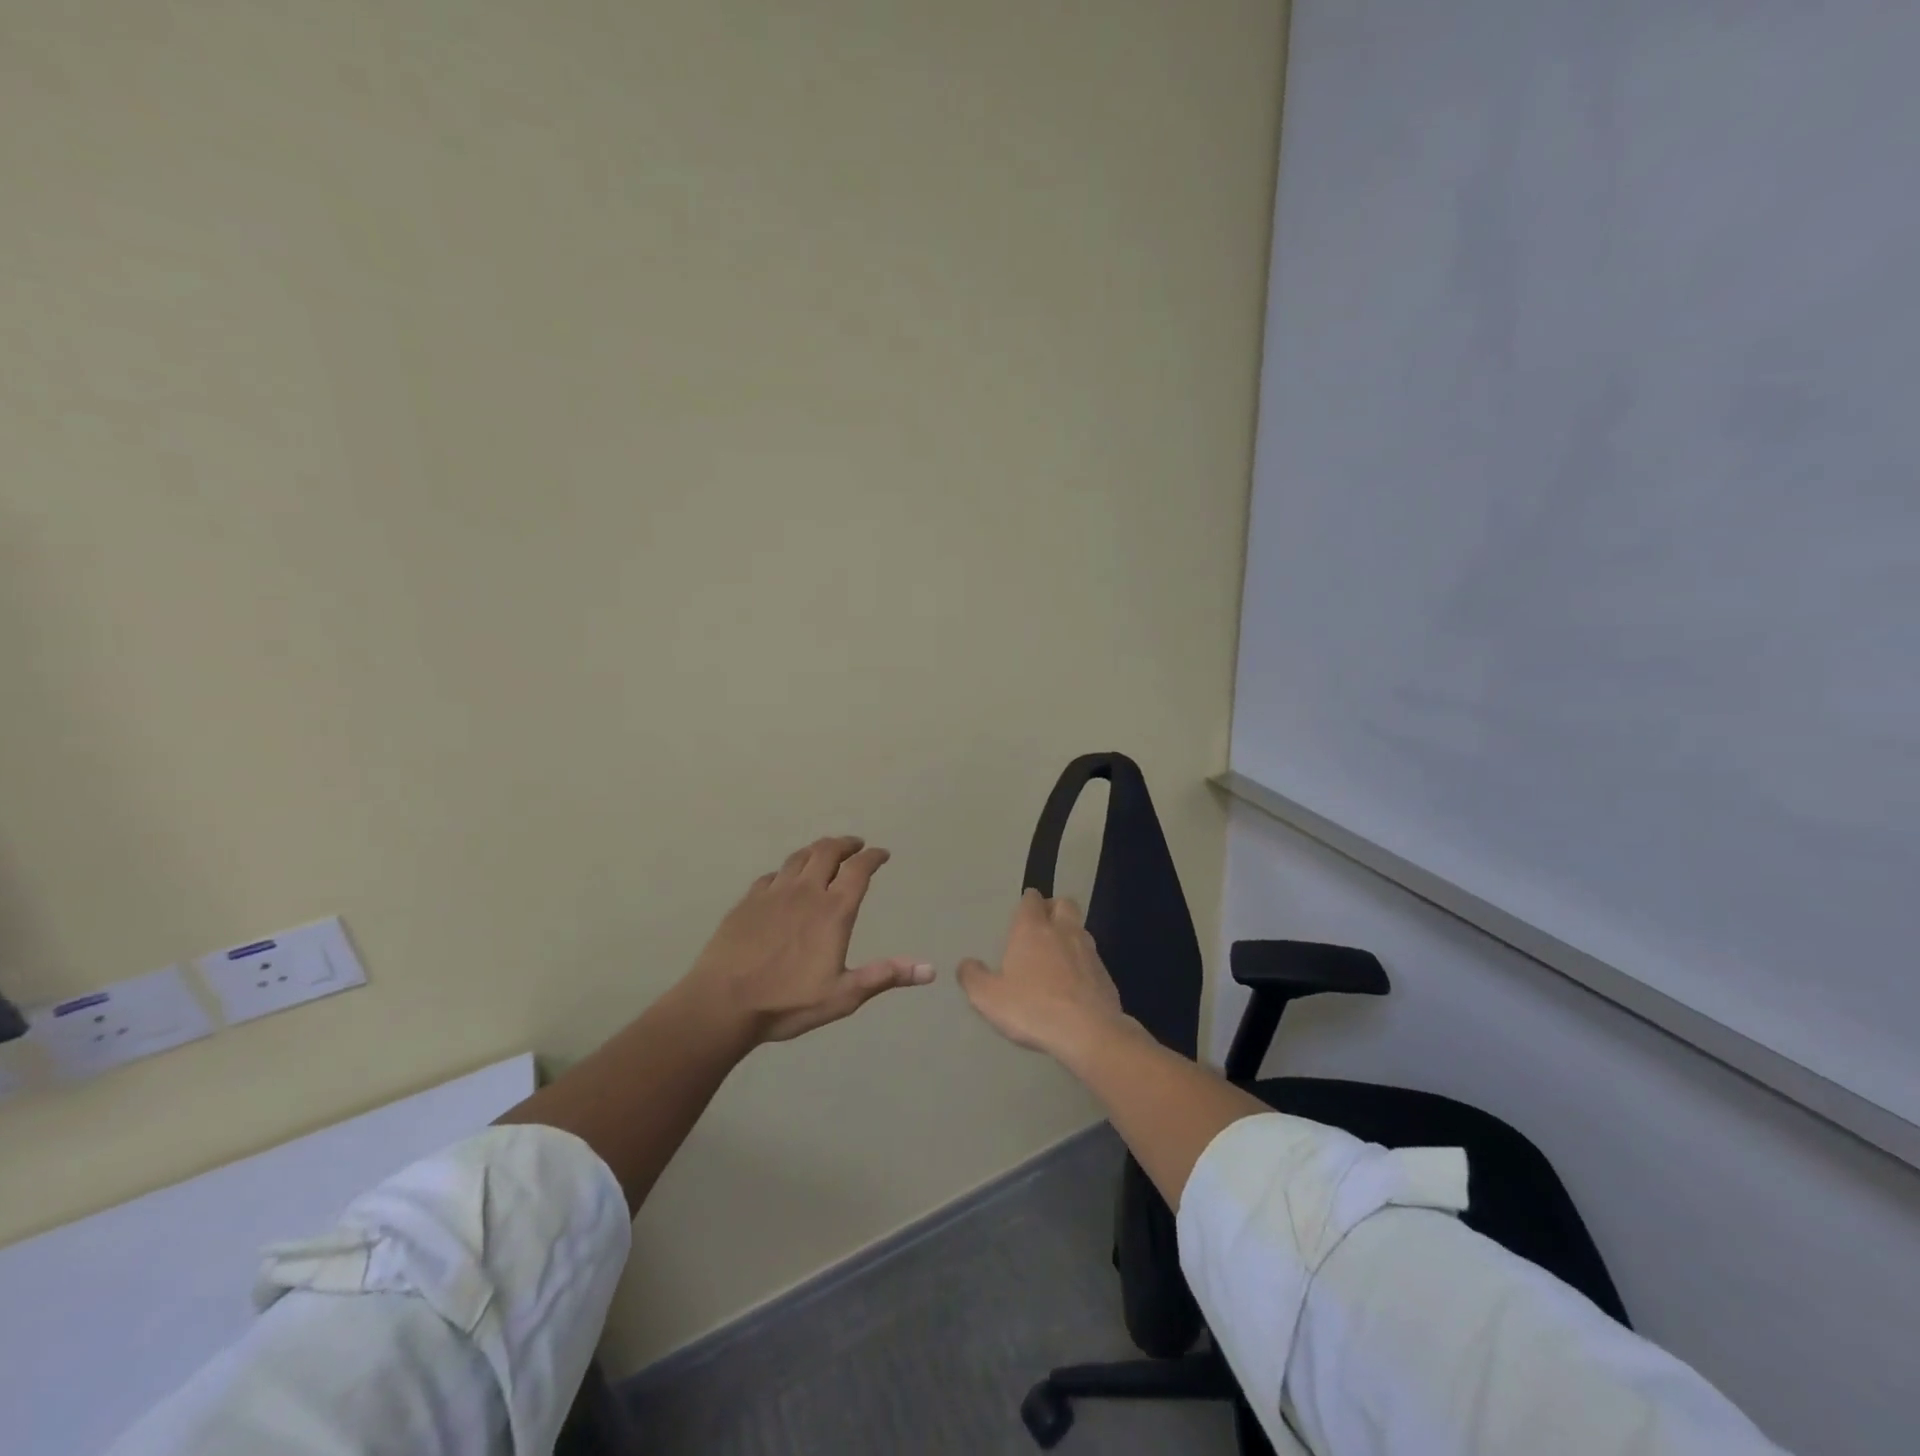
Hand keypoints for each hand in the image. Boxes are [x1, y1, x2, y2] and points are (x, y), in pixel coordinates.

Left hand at [683, 835, 934, 1043]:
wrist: (722, 1004)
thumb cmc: (787, 1002)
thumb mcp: (843, 995)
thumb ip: (885, 976)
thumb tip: (930, 970)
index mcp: (833, 910)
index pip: (859, 870)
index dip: (873, 857)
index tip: (882, 854)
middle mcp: (806, 891)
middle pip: (828, 851)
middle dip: (846, 843)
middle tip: (856, 845)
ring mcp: (773, 893)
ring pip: (799, 857)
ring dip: (817, 849)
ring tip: (825, 852)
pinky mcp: (747, 901)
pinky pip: (772, 875)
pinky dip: (787, 871)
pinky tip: (785, 879)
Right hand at [958, 890, 1136, 1059]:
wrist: (1088, 1033)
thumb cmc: (1032, 1008)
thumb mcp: (988, 998)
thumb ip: (973, 977)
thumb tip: (966, 964)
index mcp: (1032, 929)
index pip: (1031, 899)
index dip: (1027, 902)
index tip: (1022, 913)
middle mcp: (1063, 931)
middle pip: (1064, 904)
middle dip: (1053, 908)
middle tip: (1042, 927)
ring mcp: (1089, 951)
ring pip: (1080, 929)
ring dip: (1069, 935)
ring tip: (1056, 956)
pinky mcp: (1105, 974)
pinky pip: (1091, 959)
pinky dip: (1082, 963)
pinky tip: (1073, 985)